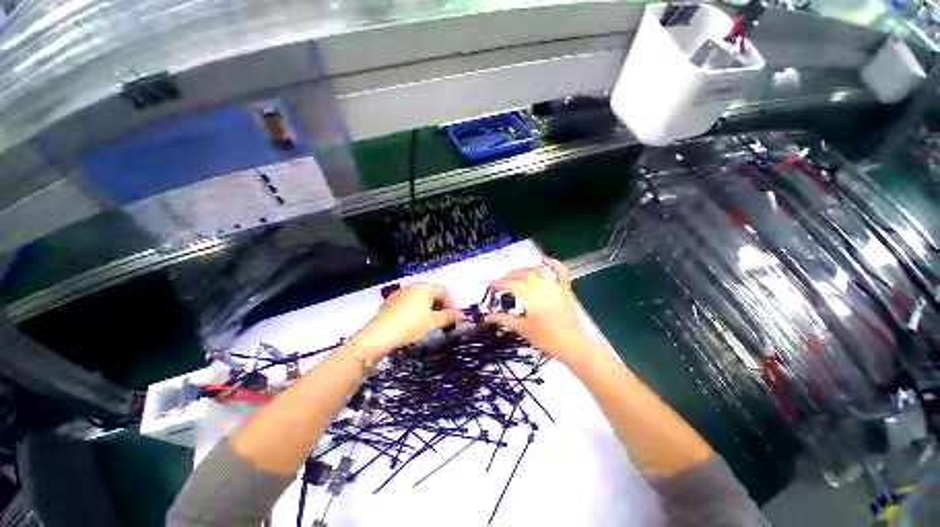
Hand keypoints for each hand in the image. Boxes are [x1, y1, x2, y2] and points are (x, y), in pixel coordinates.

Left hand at [353, 283, 463, 358]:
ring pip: (419, 297)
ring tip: (428, 321)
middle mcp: (413, 286)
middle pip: (432, 292)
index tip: (452, 317)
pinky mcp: (390, 300)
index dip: (451, 304)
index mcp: (425, 288)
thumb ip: (449, 317)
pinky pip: (408, 301)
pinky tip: (412, 321)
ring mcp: (400, 292)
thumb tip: (463, 315)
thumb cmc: (411, 325)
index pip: (444, 291)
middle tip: (441, 319)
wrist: (381, 334)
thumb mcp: (433, 322)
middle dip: (439, 305)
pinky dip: (415, 308)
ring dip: (427, 306)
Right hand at [484, 258, 589, 363]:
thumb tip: (489, 317)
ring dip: (525, 269)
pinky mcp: (564, 289)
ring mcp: (554, 287)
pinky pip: (561, 272)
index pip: (511, 284)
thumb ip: (504, 319)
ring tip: (516, 274)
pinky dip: (553, 263)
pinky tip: (545, 260)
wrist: (570, 344)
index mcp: (531, 296)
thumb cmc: (546, 338)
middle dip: (510, 276)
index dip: (499, 283)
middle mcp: (542, 287)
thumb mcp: (521, 328)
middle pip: (523, 275)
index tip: (490, 284)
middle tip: (501, 281)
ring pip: (537, 271)